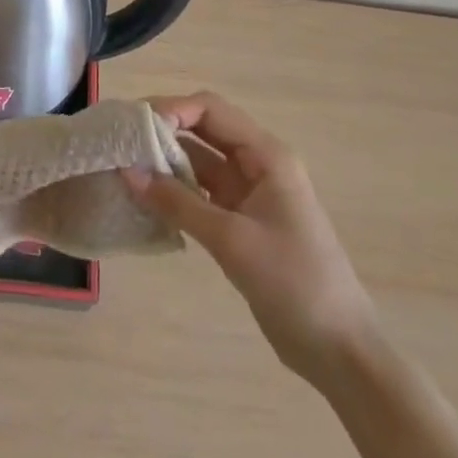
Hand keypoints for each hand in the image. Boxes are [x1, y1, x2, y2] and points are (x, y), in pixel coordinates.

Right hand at [125, 91, 373, 377]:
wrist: (337, 348)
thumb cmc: (293, 282)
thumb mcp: (231, 239)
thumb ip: (178, 203)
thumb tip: (127, 171)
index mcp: (267, 155)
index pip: (211, 110)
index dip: (171, 109)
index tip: (133, 125)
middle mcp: (257, 164)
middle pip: (204, 130)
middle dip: (163, 129)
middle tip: (120, 140)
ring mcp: (249, 194)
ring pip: (199, 161)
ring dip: (165, 161)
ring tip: (123, 165)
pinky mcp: (240, 221)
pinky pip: (200, 192)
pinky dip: (174, 191)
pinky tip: (145, 197)